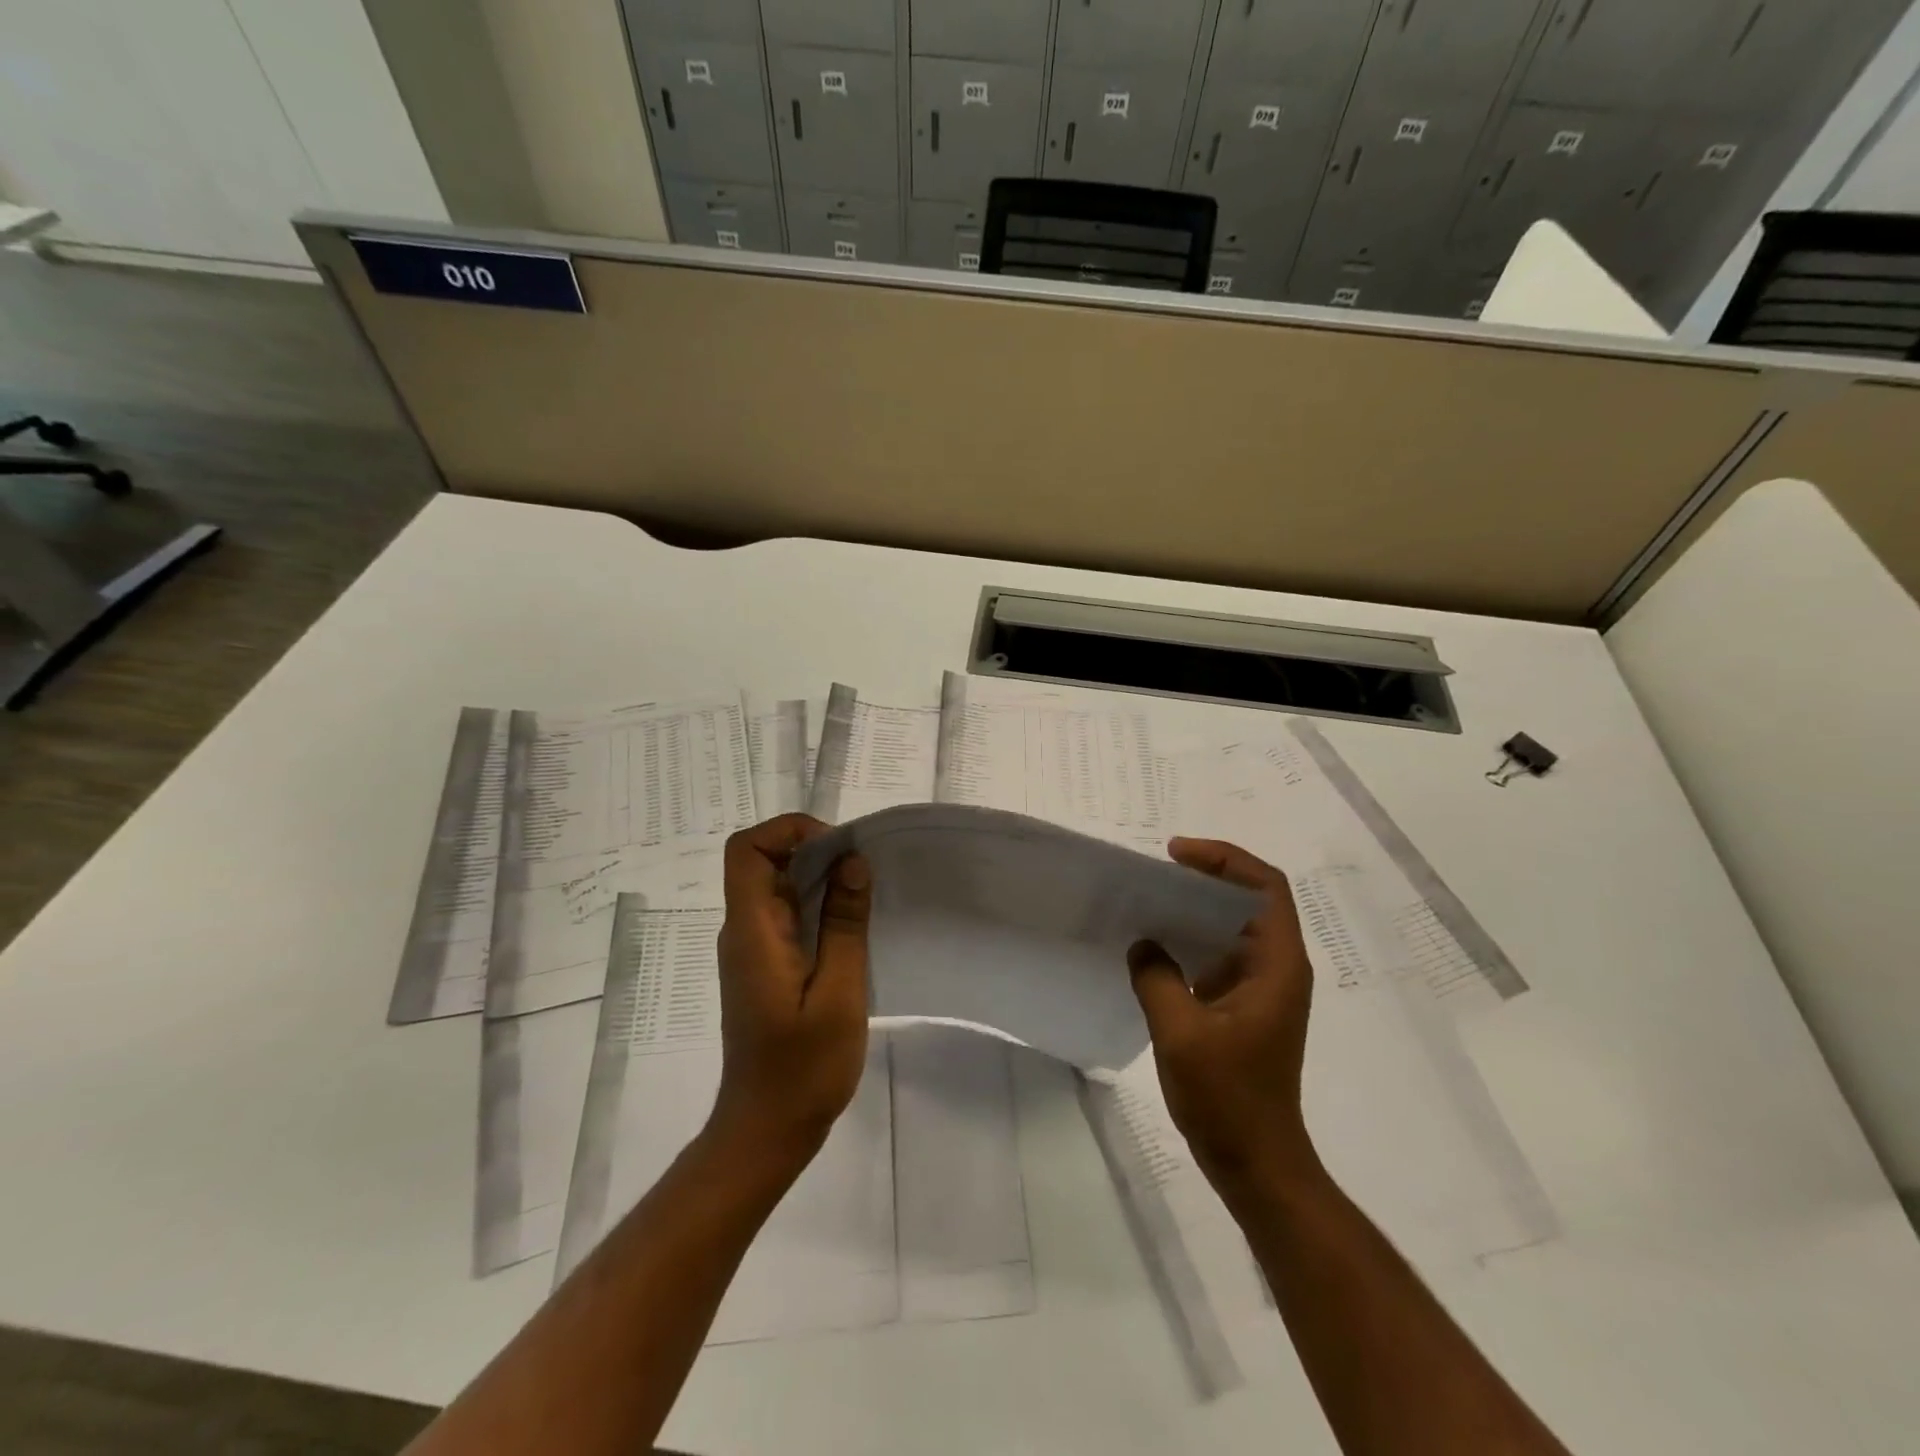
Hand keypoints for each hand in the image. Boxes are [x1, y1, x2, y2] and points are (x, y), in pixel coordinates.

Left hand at [710, 815, 872, 1164]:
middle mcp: (744, 932)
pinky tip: (854, 926)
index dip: (789, 831)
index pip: (747, 850)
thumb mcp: (838, 993)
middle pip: (765, 862)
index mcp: (753, 932)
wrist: (767, 1130)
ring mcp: (753, 950)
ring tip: (867, 894)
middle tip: (865, 870)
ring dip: (821, 879)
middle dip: (815, 851)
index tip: (839, 849)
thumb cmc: (803, 1068)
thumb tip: (852, 862)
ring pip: (778, 888)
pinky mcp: (766, 967)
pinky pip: (788, 916)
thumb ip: (844, 924)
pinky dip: (819, 906)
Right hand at [1128, 838, 1317, 1185]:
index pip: (1265, 886)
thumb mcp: (1181, 1033)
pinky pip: (1219, 954)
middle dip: (1206, 876)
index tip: (1176, 855)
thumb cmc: (1229, 1099)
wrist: (1258, 1163)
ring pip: (1233, 926)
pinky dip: (1191, 938)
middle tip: (1156, 872)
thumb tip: (1144, 944)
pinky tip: (1155, 945)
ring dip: (1196, 907)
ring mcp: (1262, 988)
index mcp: (1277, 965)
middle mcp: (1277, 968)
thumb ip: (1157, 978)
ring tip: (1150, 900)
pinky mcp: (1244, 1006)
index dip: (1225, 859)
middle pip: (1250, 899)